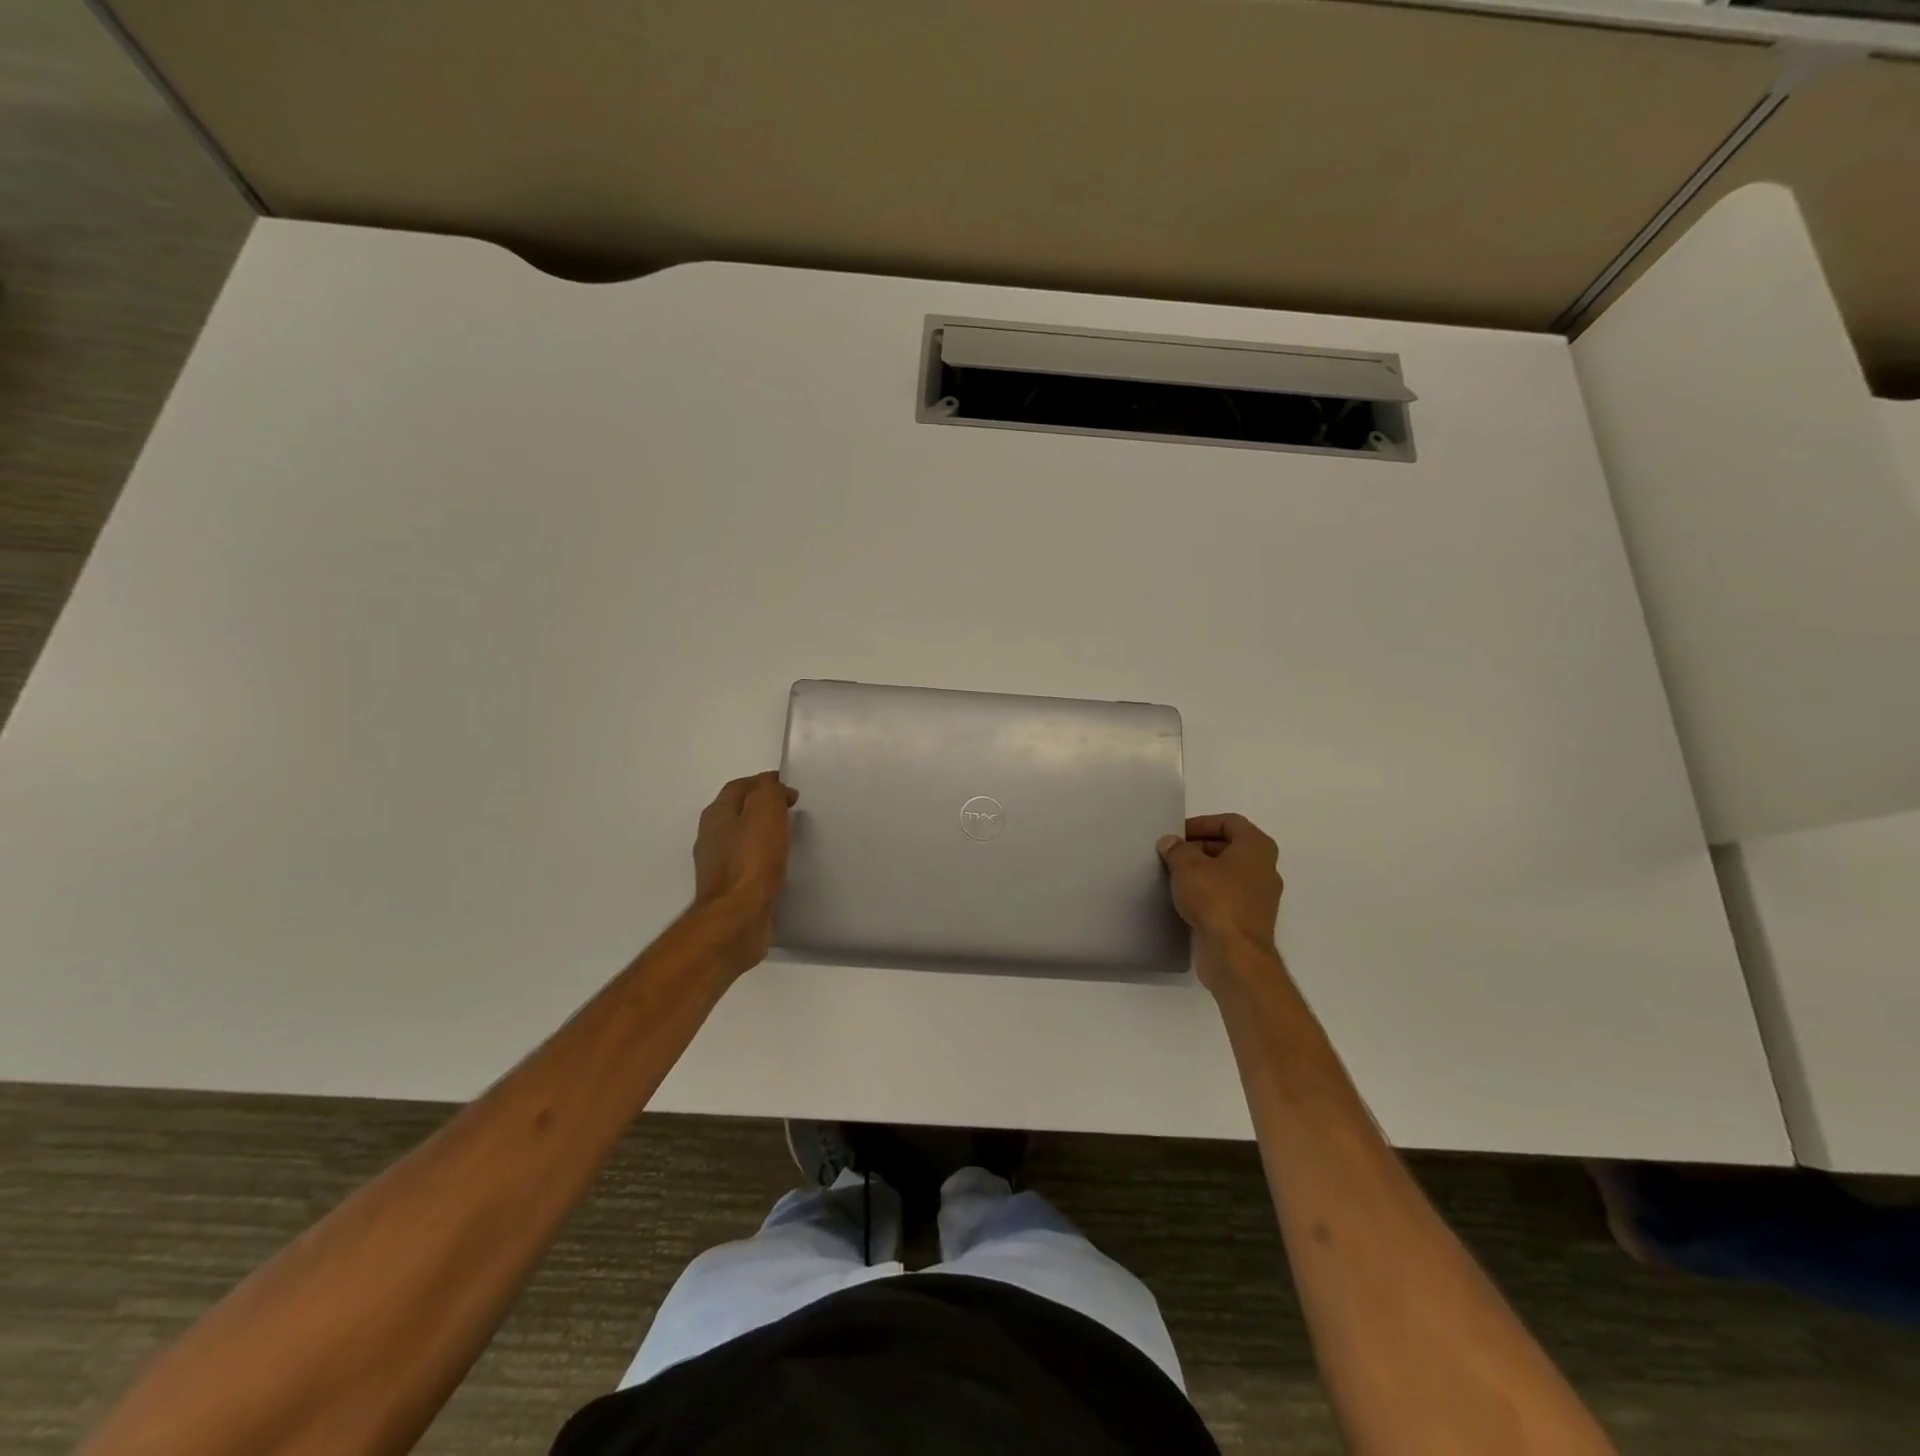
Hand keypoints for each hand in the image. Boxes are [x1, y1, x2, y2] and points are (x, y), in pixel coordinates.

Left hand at [691, 771, 798, 975]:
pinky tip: (778, 865)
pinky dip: (762, 858)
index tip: (790, 788)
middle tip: (790, 810)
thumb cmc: (752, 859)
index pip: (739, 787)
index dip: (764, 782)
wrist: (737, 917)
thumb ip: (770, 792)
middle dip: (762, 807)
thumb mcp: (766, 810)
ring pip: (741, 839)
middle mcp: (711, 837)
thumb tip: (778, 791)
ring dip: (761, 834)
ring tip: (788, 837)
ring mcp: (717, 866)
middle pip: (737, 812)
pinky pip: (747, 864)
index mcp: (716, 814)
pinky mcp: (729, 890)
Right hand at [1158, 814, 1284, 988]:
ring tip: (1174, 876)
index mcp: (1257, 847)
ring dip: (1203, 872)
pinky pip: (1227, 896)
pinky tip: (1185, 900)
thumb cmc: (1215, 899)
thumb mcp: (1187, 866)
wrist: (1235, 954)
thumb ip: (1177, 849)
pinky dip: (1208, 893)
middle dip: (1199, 847)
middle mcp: (1265, 868)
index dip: (1202, 823)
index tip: (1178, 834)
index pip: (1230, 822)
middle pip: (1230, 847)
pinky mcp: (1250, 919)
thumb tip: (1170, 843)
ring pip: (1228, 873)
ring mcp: (1260, 896)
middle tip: (1172, 854)